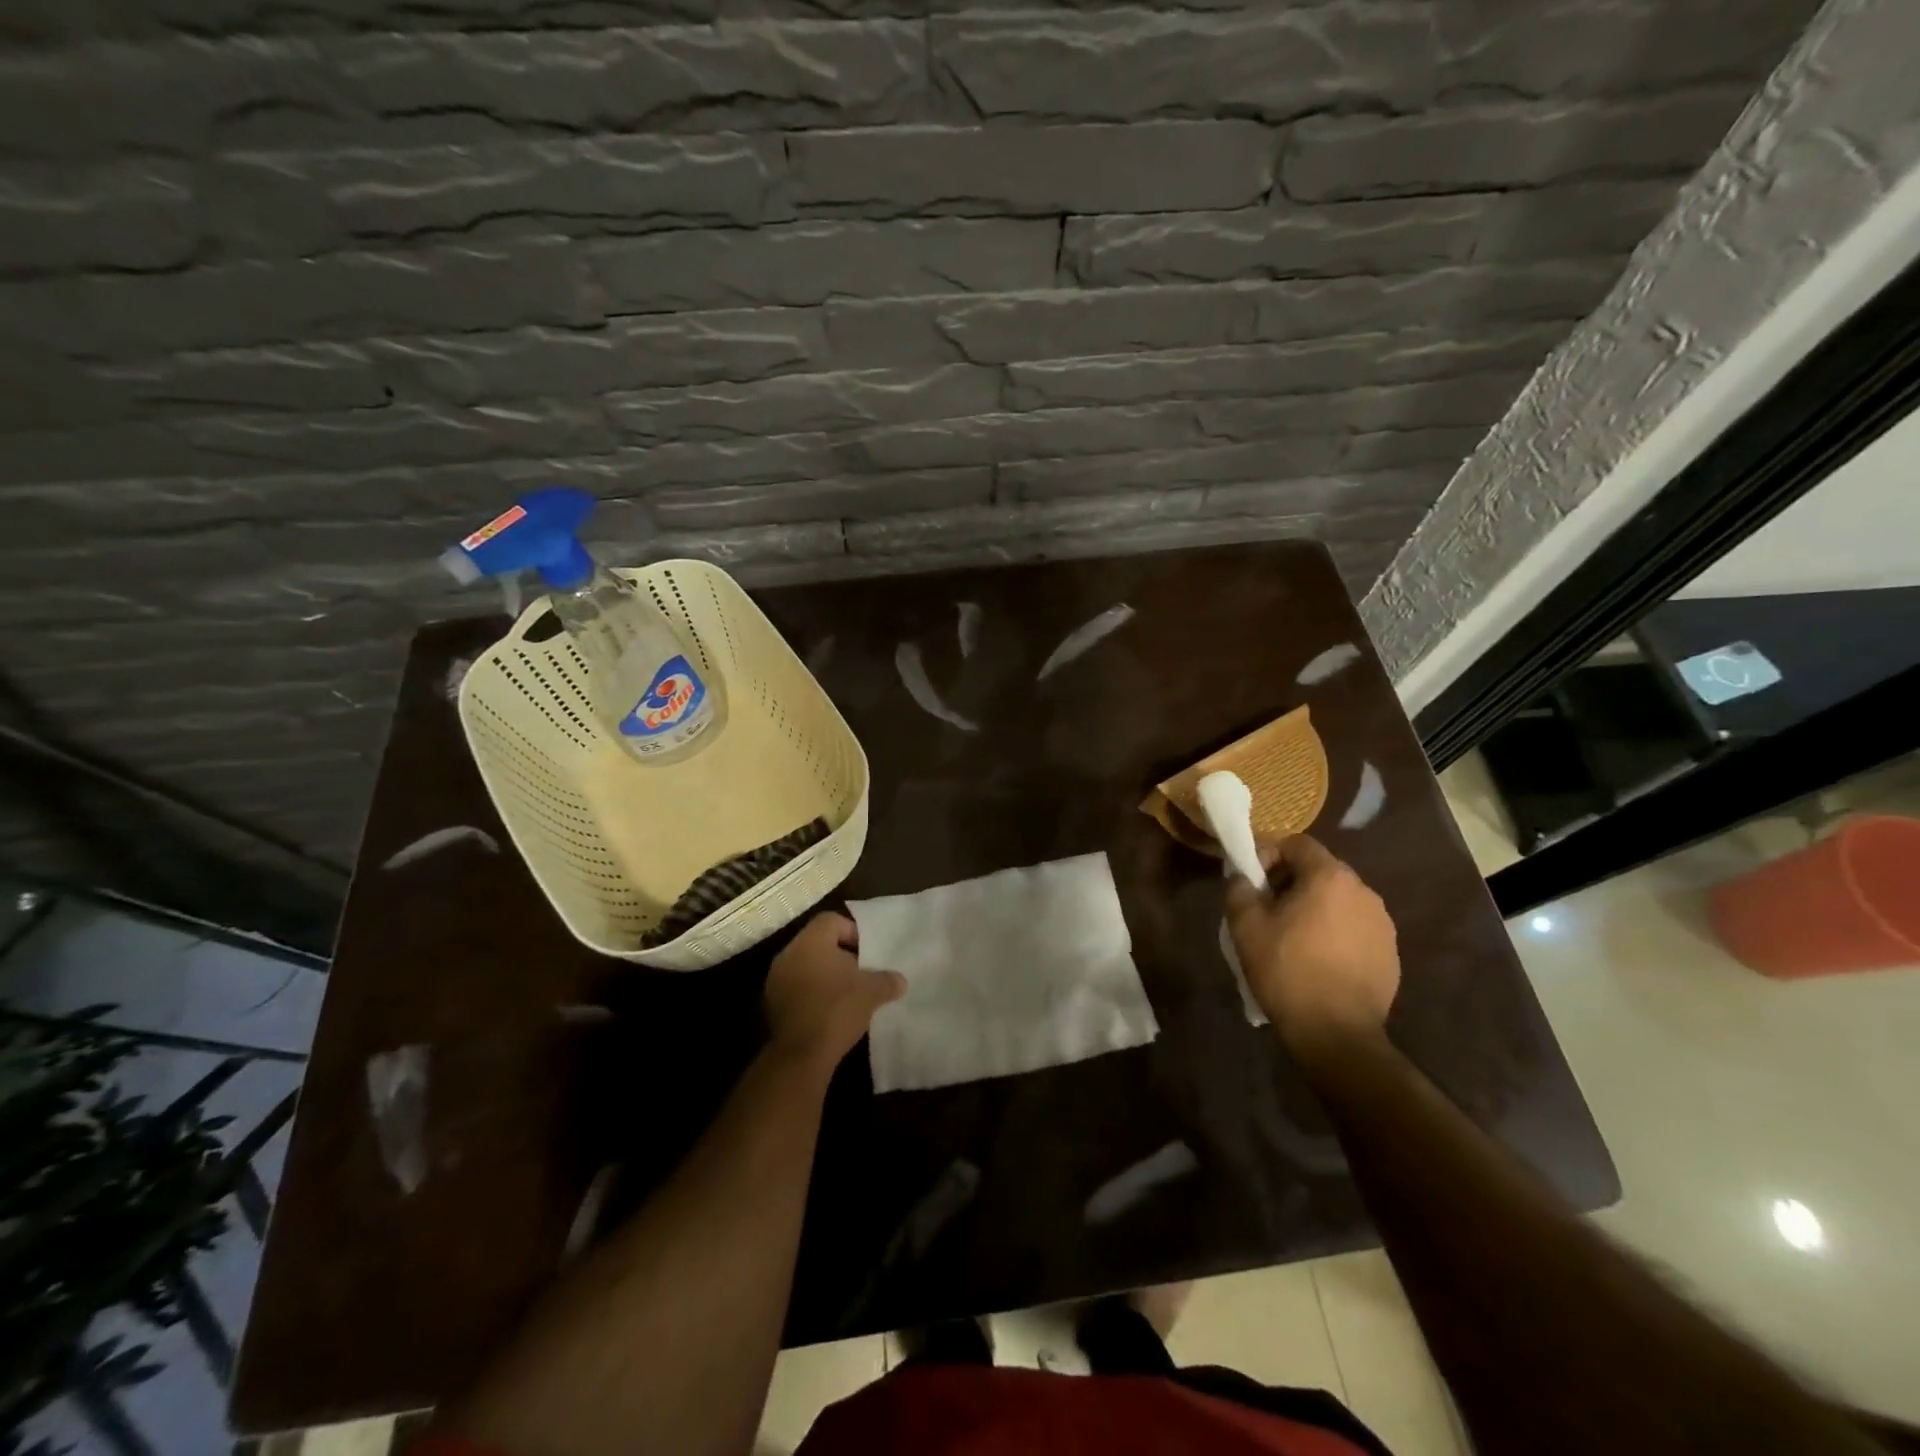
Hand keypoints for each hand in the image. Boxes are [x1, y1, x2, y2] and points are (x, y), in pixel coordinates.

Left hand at [764, 912, 904, 1072]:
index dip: (853, 931)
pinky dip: (812, 993)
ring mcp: (776, 980)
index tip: (868, 952)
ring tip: (847, 994)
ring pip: (806, 966)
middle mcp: (789, 954)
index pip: (832, 921)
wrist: (801, 1055)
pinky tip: (830, 1011)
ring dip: (825, 976)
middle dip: (840, 955)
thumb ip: (887, 980)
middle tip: (861, 972)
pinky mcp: (772, 1004)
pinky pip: (796, 988)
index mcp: (811, 941)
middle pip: (818, 943)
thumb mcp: (872, 992)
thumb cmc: (838, 1009)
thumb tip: (900, 980)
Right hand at [1224, 835, 1399, 1056]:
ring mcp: (1383, 924)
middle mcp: (1364, 892)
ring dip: (1315, 908)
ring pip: (1339, 900)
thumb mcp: (1245, 926)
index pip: (1298, 844)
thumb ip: (1239, 888)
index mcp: (1330, 878)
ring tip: (1292, 938)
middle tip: (1268, 910)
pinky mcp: (1390, 953)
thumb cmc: (1287, 971)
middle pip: (1321, 870)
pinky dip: (1335, 933)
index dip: (1270, 855)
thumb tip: (1243, 878)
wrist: (1337, 1033)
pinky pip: (1355, 928)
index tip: (1253, 883)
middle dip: (1291, 882)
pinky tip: (1318, 961)